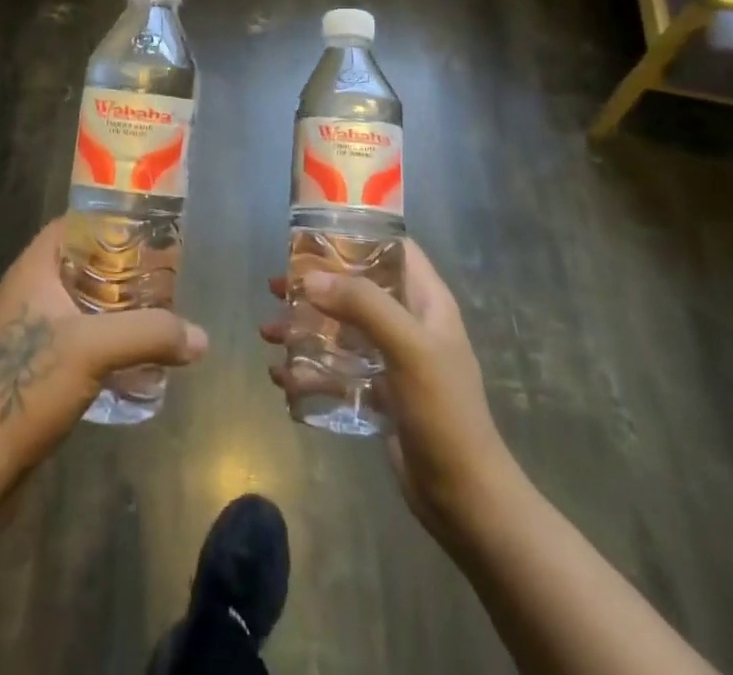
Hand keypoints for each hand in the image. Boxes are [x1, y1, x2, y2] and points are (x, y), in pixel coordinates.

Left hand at [0, 219, 207, 494]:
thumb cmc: (28, 386)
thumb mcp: (95, 349)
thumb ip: (150, 334)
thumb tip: (201, 338)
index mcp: (32, 271)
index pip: (72, 225)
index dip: (108, 221)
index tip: (147, 229)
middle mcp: (26, 293)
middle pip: (80, 264)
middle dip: (119, 267)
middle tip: (161, 273)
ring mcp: (25, 332)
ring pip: (78, 302)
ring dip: (112, 306)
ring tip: (153, 311)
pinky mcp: (31, 367)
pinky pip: (74, 336)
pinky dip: (101, 337)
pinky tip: (129, 355)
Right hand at [261, 240, 509, 551]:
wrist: (464, 499)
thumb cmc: (443, 411)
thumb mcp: (408, 347)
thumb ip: (362, 305)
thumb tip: (308, 279)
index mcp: (426, 300)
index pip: (393, 247)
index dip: (356, 233)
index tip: (312, 233)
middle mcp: (409, 322)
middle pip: (356, 287)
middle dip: (315, 285)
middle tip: (276, 286)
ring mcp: (393, 358)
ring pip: (341, 328)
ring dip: (304, 328)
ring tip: (269, 334)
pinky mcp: (379, 392)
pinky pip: (337, 369)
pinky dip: (310, 369)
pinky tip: (282, 378)